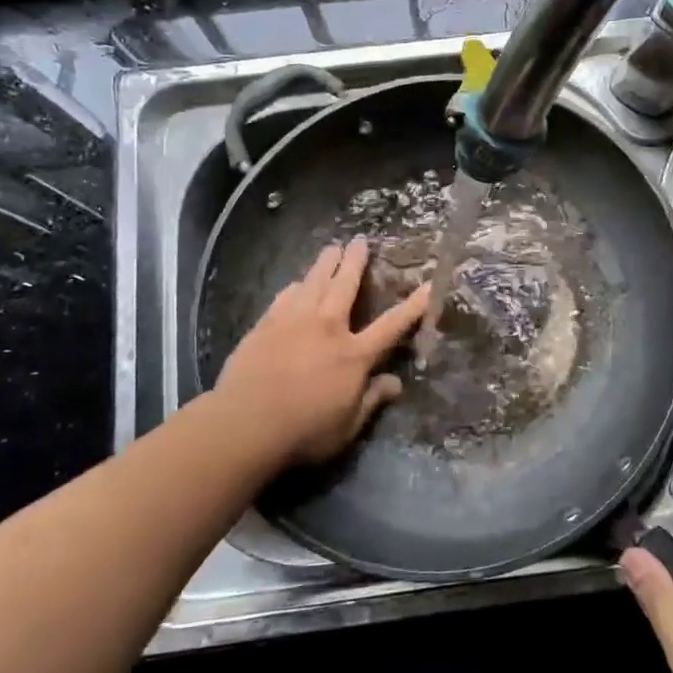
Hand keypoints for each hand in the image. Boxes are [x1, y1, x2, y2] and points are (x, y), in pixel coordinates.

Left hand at [214, 239, 429, 469]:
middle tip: (361, 240)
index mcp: (353, 355)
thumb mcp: (347, 427)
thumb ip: (372, 401)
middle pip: (346, 286)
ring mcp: (294, 322)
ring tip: (332, 247)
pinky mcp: (266, 325)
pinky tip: (296, 283)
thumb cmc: (303, 432)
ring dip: (326, 263)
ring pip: (314, 282)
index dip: (413, 306)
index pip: (391, 325)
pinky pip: (286, 296)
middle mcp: (327, 328)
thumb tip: (396, 383)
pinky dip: (295, 286)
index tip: (428, 285)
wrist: (245, 424)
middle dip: (356, 262)